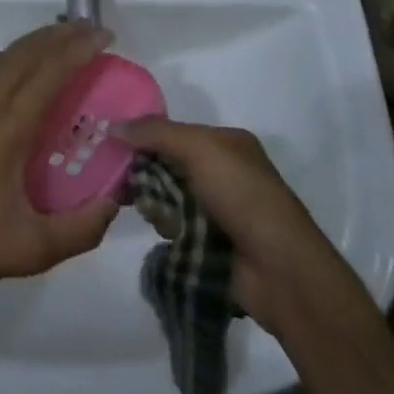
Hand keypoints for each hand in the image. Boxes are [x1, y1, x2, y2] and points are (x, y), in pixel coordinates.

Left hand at [0, 23, 120, 297]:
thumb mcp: (30, 249)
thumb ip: (80, 229)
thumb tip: (116, 200)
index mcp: (10, 125)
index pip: (50, 71)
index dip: (79, 48)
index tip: (106, 36)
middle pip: (30, 52)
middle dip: (65, 35)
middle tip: (94, 30)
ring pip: (9, 53)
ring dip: (40, 40)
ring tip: (67, 38)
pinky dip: (16, 51)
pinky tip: (24, 60)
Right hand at [111, 117, 356, 340]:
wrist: (279, 268)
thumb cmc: (241, 194)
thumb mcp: (198, 148)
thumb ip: (155, 133)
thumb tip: (113, 125)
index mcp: (227, 143)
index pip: (176, 133)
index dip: (146, 137)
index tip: (114, 146)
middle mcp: (224, 172)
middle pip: (170, 165)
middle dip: (147, 173)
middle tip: (121, 182)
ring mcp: (220, 211)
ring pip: (171, 199)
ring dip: (157, 204)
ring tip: (151, 212)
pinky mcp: (213, 246)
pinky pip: (178, 229)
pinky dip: (168, 229)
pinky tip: (164, 234)